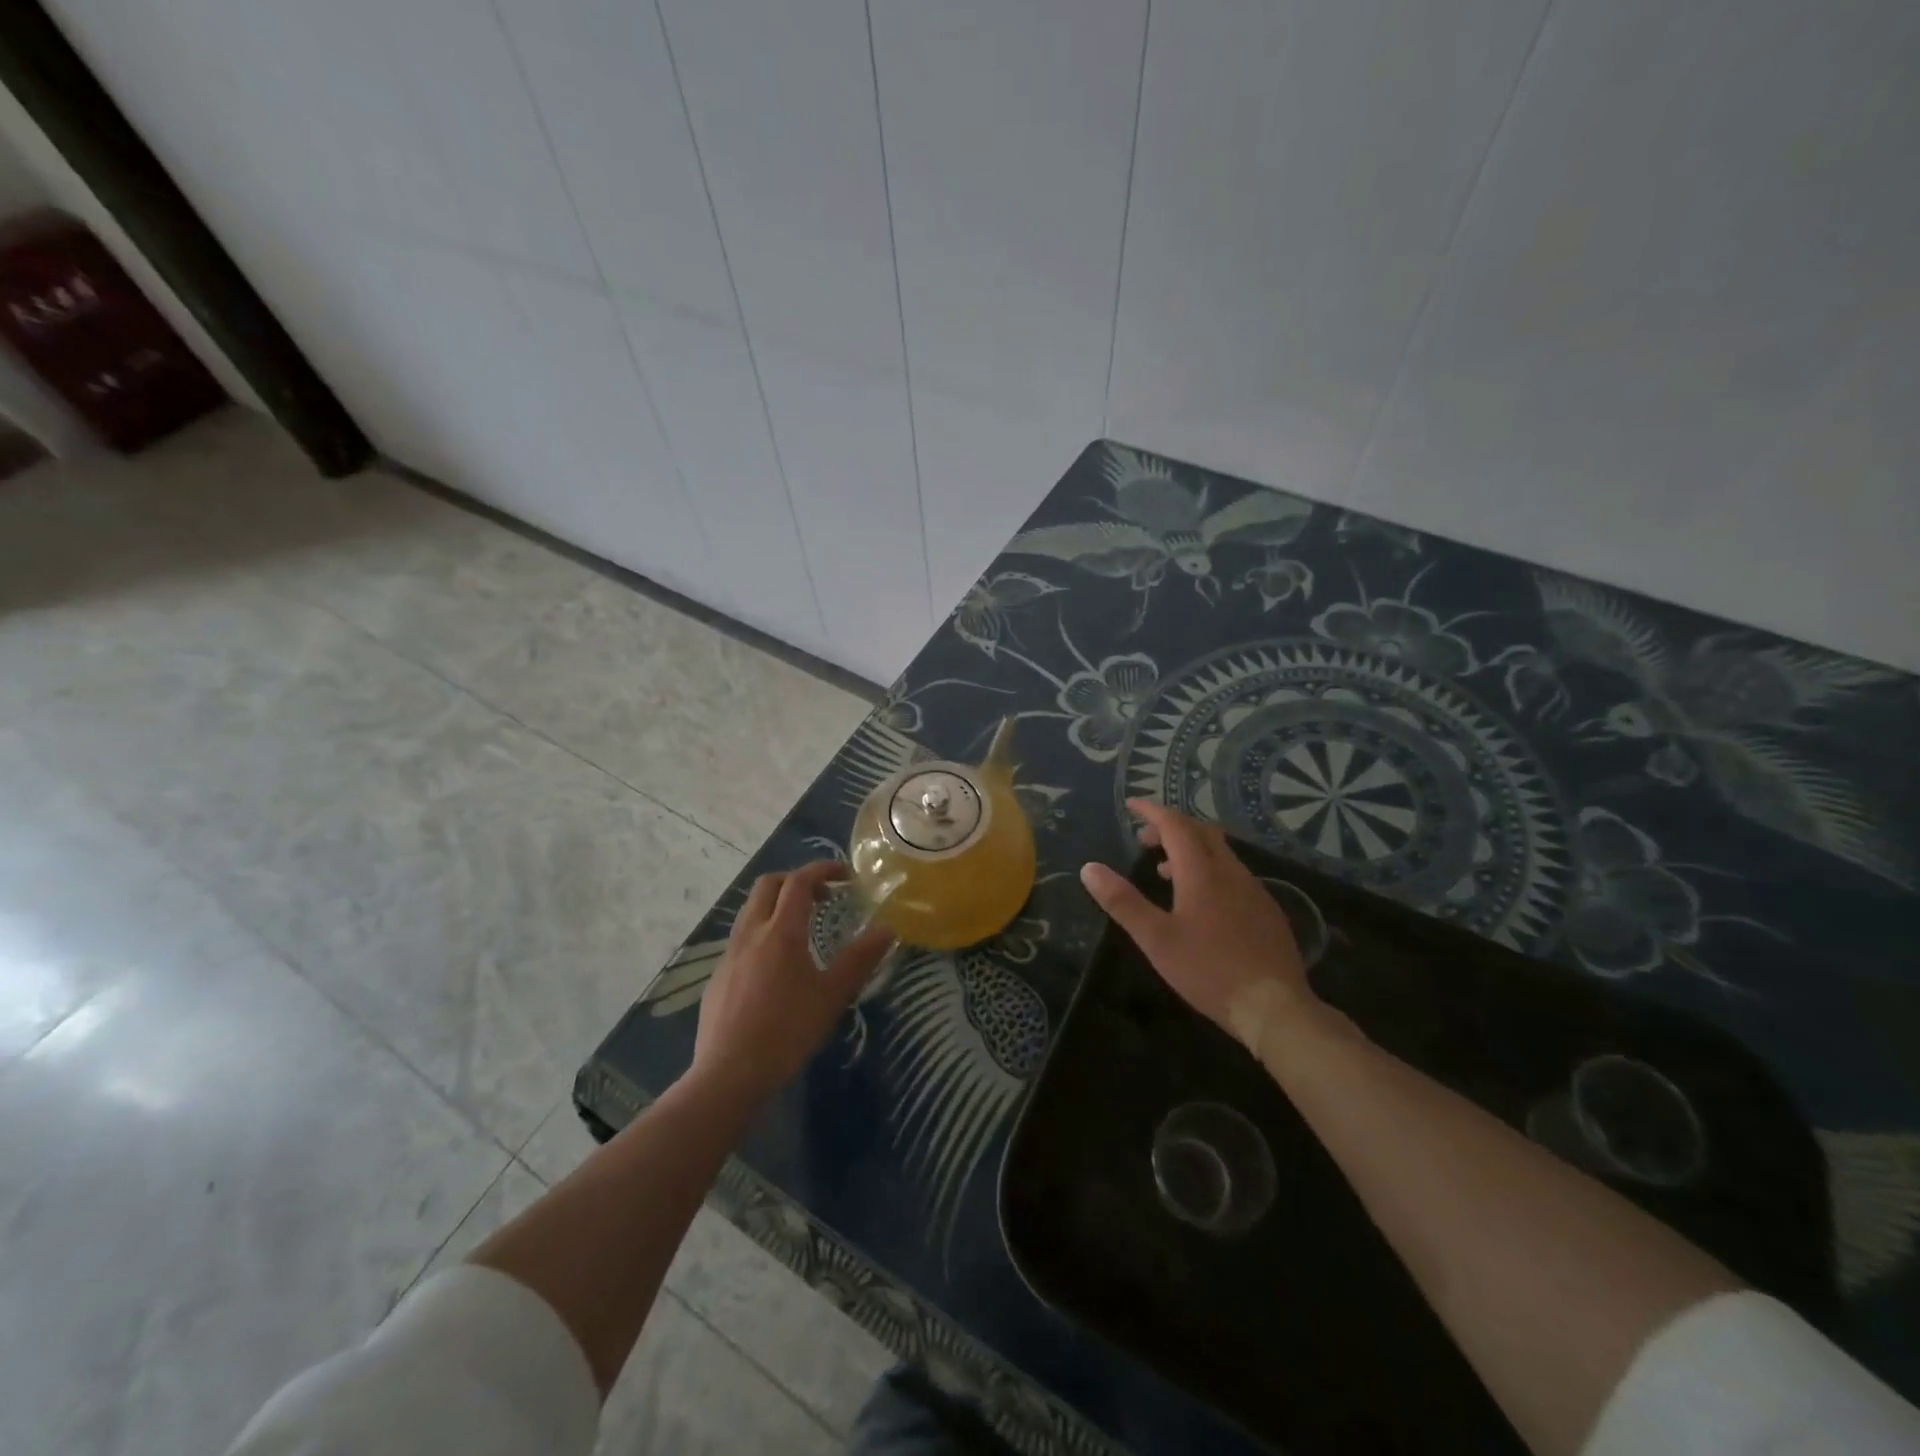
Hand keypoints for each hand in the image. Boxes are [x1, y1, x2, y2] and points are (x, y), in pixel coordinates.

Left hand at [689, 861, 893, 1104]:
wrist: (729, 1074)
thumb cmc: (787, 1031)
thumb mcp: (832, 995)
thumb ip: (860, 959)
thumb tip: (888, 929)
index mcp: (781, 932)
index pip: (799, 881)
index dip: (823, 869)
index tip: (845, 875)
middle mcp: (751, 932)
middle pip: (768, 885)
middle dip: (796, 880)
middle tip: (822, 897)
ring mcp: (729, 954)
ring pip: (750, 909)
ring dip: (776, 904)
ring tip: (801, 927)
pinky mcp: (718, 975)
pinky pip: (741, 937)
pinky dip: (762, 931)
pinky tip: (775, 965)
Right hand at [1080, 800, 1313, 1056]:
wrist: (1275, 1007)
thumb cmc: (1208, 970)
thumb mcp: (1156, 939)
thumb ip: (1122, 902)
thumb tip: (1089, 868)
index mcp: (1202, 872)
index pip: (1175, 825)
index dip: (1152, 811)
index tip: (1132, 805)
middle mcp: (1231, 872)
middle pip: (1201, 832)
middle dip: (1172, 827)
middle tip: (1146, 839)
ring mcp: (1254, 890)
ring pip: (1220, 853)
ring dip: (1191, 850)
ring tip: (1166, 872)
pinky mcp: (1267, 911)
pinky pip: (1234, 875)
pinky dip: (1210, 871)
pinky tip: (1203, 902)